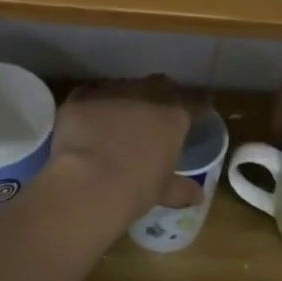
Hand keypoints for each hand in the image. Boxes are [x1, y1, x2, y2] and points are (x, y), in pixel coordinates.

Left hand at [45, 75, 203, 242]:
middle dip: (163, 93)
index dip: (199, 106)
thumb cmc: (136, 189)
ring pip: (123, 86)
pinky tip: (91, 116)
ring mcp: (111, 93)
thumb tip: (199, 196)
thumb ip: (182, 189)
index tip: (201, 109)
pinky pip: (90, 94)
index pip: (194, 103)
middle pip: (160, 85)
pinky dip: (94, 103)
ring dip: (126, 96)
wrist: (88, 182)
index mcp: (172, 116)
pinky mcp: (80, 98)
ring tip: (122, 112)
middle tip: (160, 107)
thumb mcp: (163, 191)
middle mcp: (144, 96)